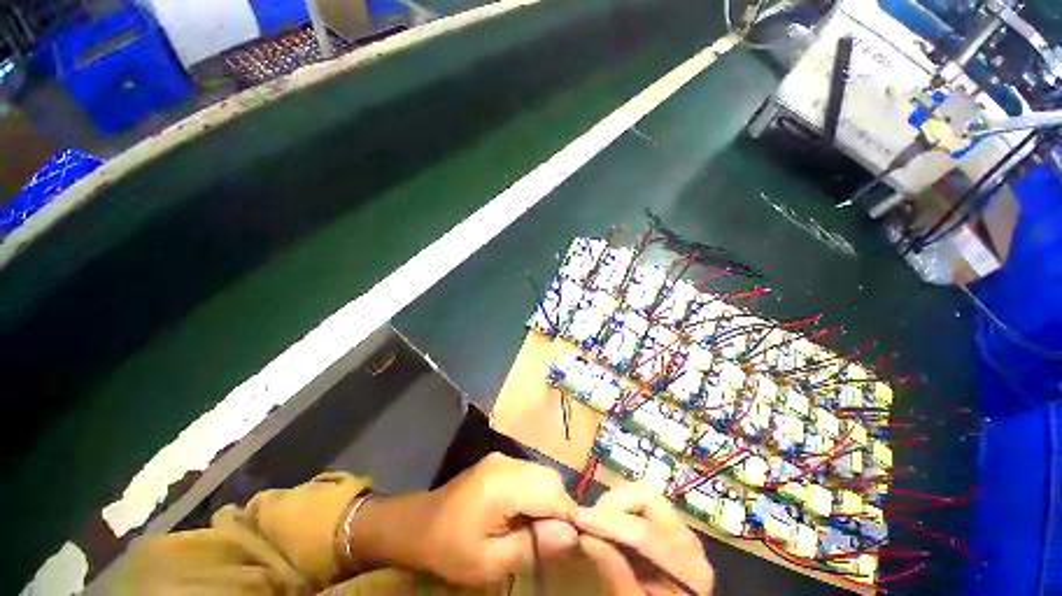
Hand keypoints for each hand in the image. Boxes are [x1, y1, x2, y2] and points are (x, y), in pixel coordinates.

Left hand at [347, 453, 577, 584]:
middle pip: (550, 479)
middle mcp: (506, 462)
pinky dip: (537, 492)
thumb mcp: (488, 562)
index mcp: (502, 484)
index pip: (552, 494)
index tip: (579, 543)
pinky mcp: (499, 461)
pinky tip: (526, 514)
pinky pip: (530, 473)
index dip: (571, 517)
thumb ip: (532, 546)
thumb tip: (572, 535)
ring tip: (541, 531)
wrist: (416, 524)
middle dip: (561, 508)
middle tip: (556, 542)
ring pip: (542, 474)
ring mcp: (502, 458)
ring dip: (550, 500)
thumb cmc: (449, 548)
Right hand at [573, 484, 713, 594]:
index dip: (607, 522)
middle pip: (649, 499)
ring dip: (617, 502)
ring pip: (645, 494)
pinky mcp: (671, 528)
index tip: (576, 518)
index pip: (644, 533)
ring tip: (597, 522)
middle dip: (614, 503)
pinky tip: (610, 524)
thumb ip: (615, 574)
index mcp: (689, 569)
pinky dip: (623, 506)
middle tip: (588, 520)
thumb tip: (585, 536)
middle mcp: (690, 542)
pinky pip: (644, 504)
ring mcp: (682, 531)